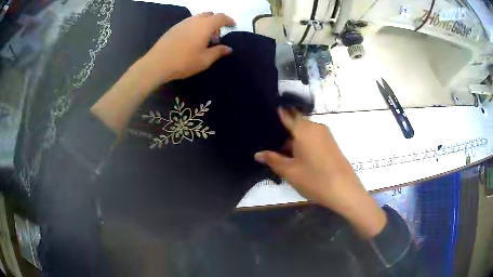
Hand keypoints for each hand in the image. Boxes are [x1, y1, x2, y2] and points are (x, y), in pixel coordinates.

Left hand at [140, 12, 234, 85]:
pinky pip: (189, 23)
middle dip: (216, 22)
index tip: (233, 25)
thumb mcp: (205, 60)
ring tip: (204, 39)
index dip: (229, 20)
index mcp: (205, 25)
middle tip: (216, 36)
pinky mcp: (173, 28)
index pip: (221, 17)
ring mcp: (182, 23)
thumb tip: (228, 49)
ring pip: (198, 18)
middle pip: (209, 15)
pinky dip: (195, 27)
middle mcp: (194, 20)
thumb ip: (218, 52)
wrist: (157, 64)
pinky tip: (191, 40)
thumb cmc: (184, 62)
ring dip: (205, 24)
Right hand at [254, 109, 386, 237]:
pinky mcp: (331, 144)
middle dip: (281, 133)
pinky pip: (312, 138)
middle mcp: (315, 126)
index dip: (273, 116)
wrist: (344, 191)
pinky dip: (302, 144)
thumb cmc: (315, 179)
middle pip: (294, 124)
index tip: (261, 121)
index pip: (285, 114)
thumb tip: (257, 154)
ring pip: (303, 132)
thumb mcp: (289, 171)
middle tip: (268, 146)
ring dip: (292, 141)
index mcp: (303, 128)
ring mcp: (325, 135)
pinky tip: (296, 158)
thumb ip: (272, 159)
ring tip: (279, 154)